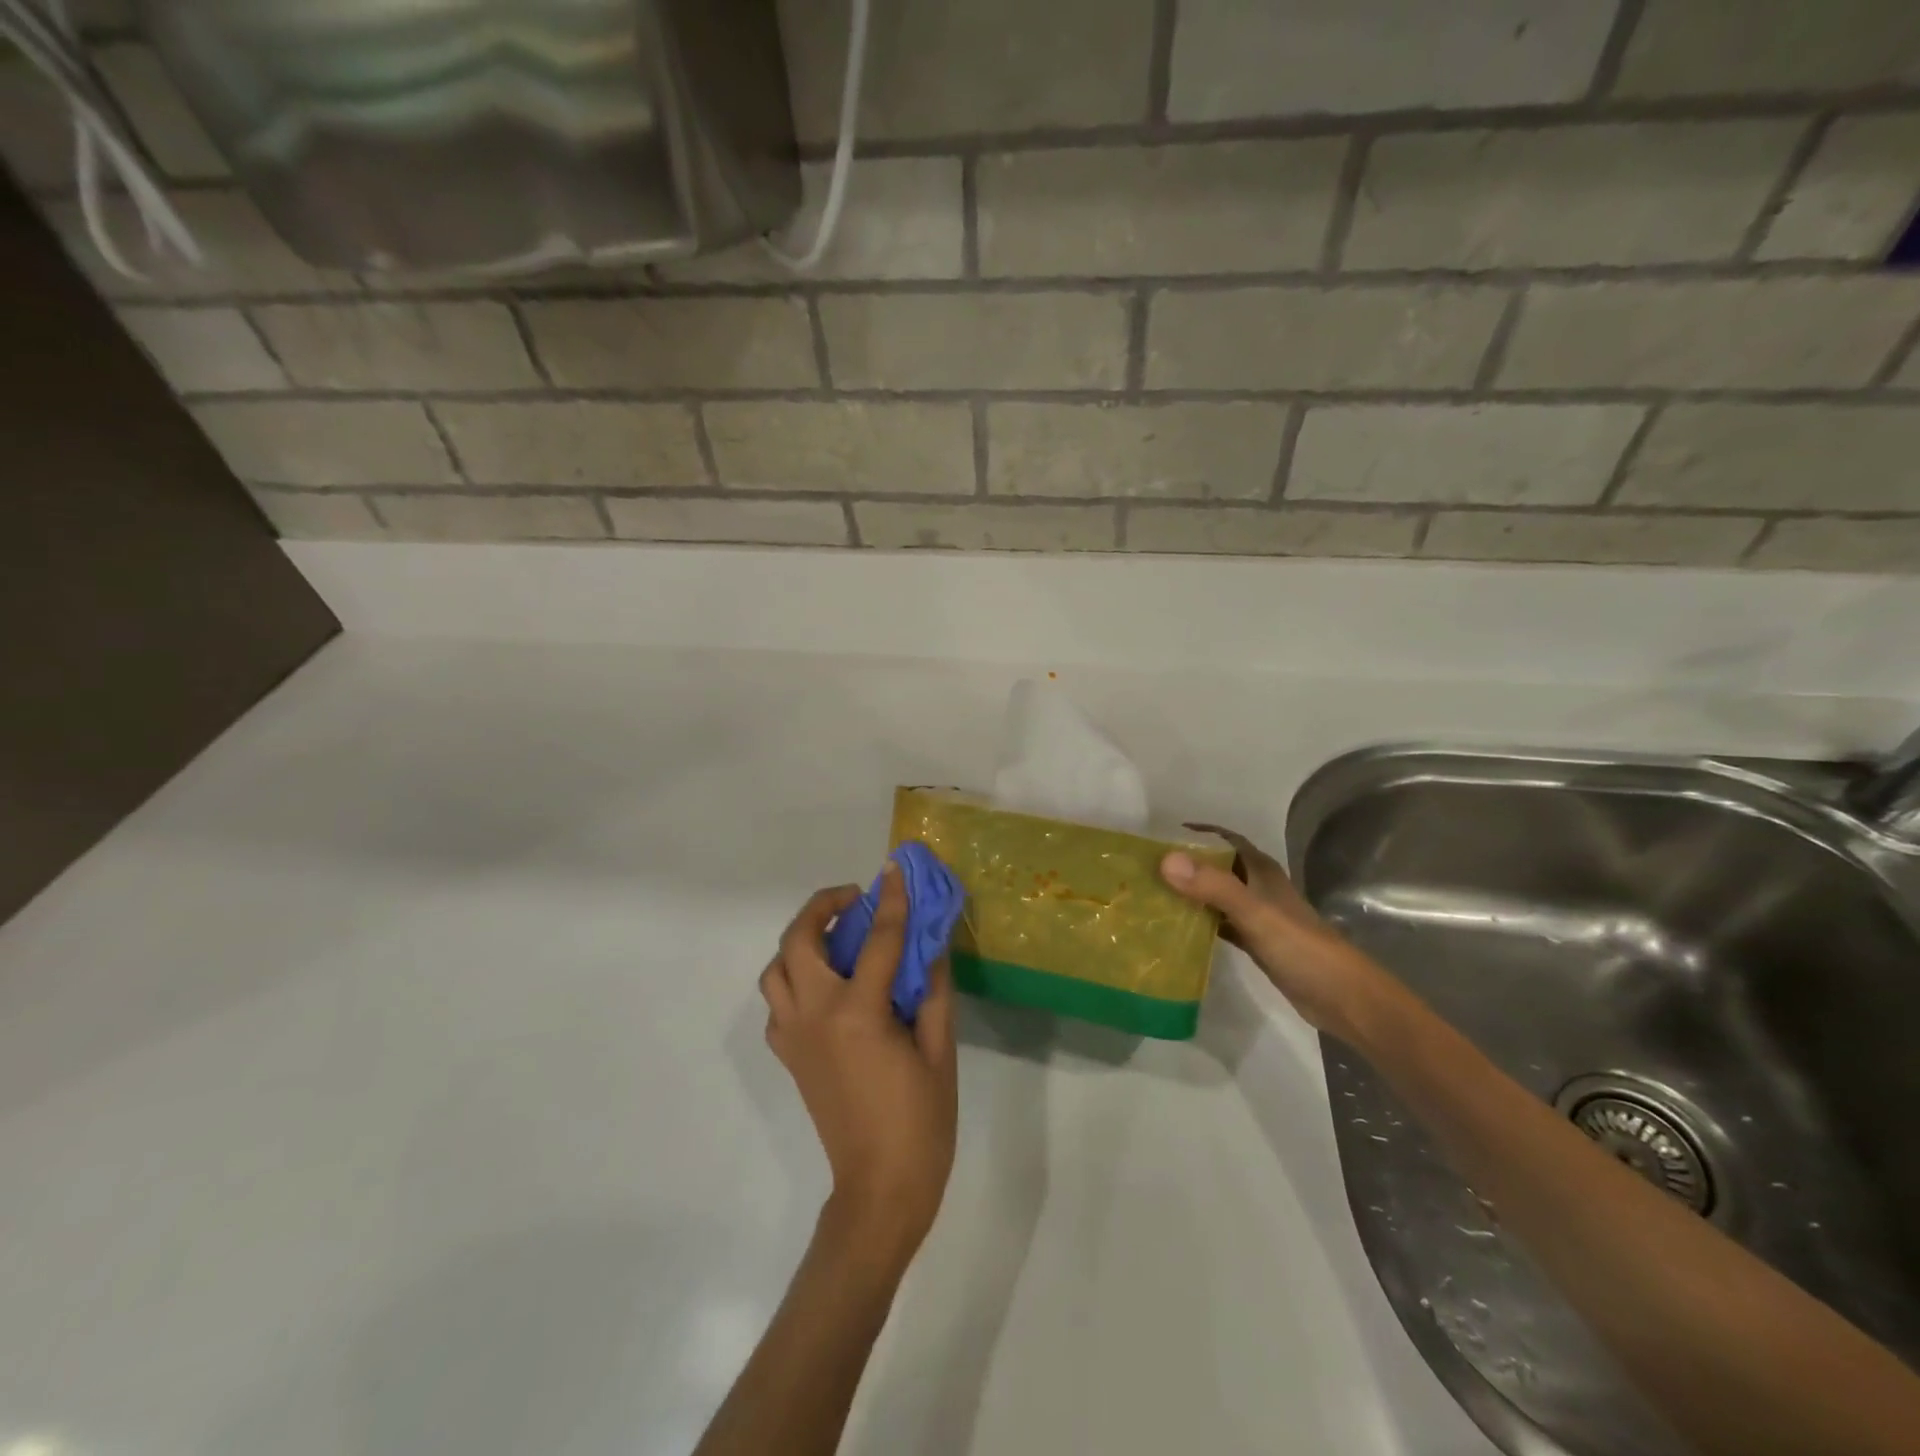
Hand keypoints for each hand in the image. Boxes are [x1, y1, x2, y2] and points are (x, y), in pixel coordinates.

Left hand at [760, 865, 958, 1263]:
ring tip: (835, 937)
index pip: (876, 940)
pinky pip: (777, 1002)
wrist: (879, 1189)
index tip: (895, 868)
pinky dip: (794, 979)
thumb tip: (930, 945)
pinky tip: (827, 986)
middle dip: (821, 907)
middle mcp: (815, 1017)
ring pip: (775, 969)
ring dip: (800, 941)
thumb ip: (932, 991)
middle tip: (855, 900)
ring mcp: (795, 1037)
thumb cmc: (920, 1122)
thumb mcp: (939, 1051)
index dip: (891, 900)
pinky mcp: (789, 1056)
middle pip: (798, 942)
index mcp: (858, 1015)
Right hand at [1161, 825, 1396, 1044]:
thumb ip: (1214, 886)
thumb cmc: (1300, 948)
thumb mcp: (1255, 913)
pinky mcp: (1256, 943)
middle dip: (1188, 865)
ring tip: (1154, 896)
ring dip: (1192, 894)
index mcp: (1262, 872)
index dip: (1199, 834)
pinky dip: (1201, 923)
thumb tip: (1165, 860)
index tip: (1162, 837)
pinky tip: (1177, 931)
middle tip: (1148, 870)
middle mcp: (1259, 888)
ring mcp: (1258, 917)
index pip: (1227, 839)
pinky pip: (1221, 924)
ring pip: (1218, 896)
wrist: (1342, 998)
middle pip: (1218, 867)